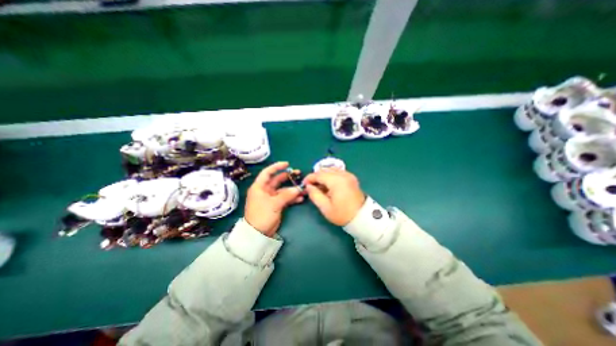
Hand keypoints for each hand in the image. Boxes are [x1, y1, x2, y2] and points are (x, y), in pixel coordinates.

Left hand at [245, 162, 302, 237]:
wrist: (258, 234)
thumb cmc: (262, 215)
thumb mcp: (274, 204)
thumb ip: (287, 195)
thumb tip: (298, 189)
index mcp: (259, 187)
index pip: (267, 172)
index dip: (277, 167)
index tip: (287, 164)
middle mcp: (265, 190)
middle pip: (277, 180)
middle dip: (288, 177)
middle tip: (299, 174)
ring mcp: (271, 198)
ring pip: (283, 190)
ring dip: (292, 189)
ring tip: (303, 188)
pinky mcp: (276, 205)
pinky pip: (285, 198)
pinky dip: (292, 198)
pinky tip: (301, 198)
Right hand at [302, 167, 364, 226]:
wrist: (362, 217)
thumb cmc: (342, 214)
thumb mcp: (325, 207)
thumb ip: (314, 195)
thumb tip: (308, 186)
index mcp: (336, 181)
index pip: (319, 174)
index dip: (309, 178)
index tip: (304, 184)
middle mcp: (343, 174)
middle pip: (325, 170)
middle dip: (316, 176)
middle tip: (311, 186)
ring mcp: (348, 175)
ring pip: (331, 170)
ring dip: (323, 176)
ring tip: (320, 186)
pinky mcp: (351, 178)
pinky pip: (337, 172)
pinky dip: (331, 176)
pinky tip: (329, 185)